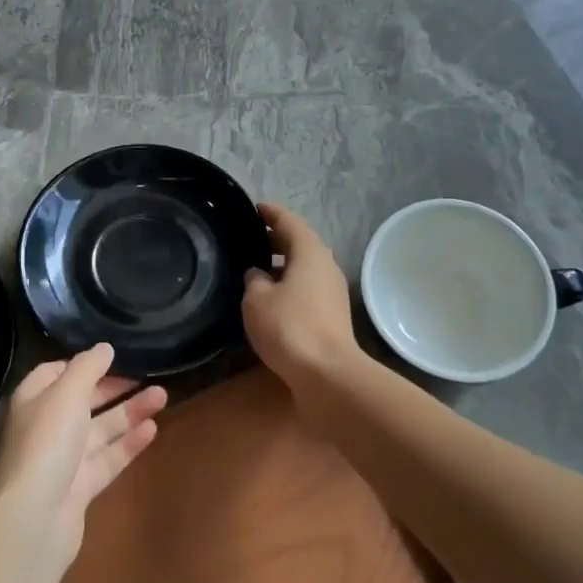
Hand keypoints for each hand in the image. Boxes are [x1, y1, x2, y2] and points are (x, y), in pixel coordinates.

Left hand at [0, 344, 166, 566]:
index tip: (115, 357)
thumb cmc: (47, 442)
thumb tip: (105, 347)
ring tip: (163, 395)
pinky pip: (108, 458)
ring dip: (130, 411)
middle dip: (115, 387)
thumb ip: (88, 367)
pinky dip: (129, 443)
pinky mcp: (81, 487)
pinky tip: (153, 429)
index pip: (57, 372)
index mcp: (34, 399)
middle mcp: (47, 426)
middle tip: (149, 375)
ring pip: (101, 429)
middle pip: (83, 400)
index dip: (84, 364)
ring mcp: (64, 459)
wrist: (35, 517)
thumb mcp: (67, 392)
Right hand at [242, 202, 358, 386]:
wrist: (328, 375)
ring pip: (305, 267)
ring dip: (283, 263)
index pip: (289, 221)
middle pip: (301, 243)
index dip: (271, 213)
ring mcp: (333, 292)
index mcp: (310, 252)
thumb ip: (254, 280)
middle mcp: (326, 266)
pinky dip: (290, 284)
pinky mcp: (332, 315)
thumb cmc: (290, 327)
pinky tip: (271, 297)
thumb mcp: (257, 300)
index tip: (255, 207)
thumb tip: (257, 274)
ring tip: (256, 267)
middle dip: (276, 237)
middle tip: (250, 237)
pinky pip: (308, 288)